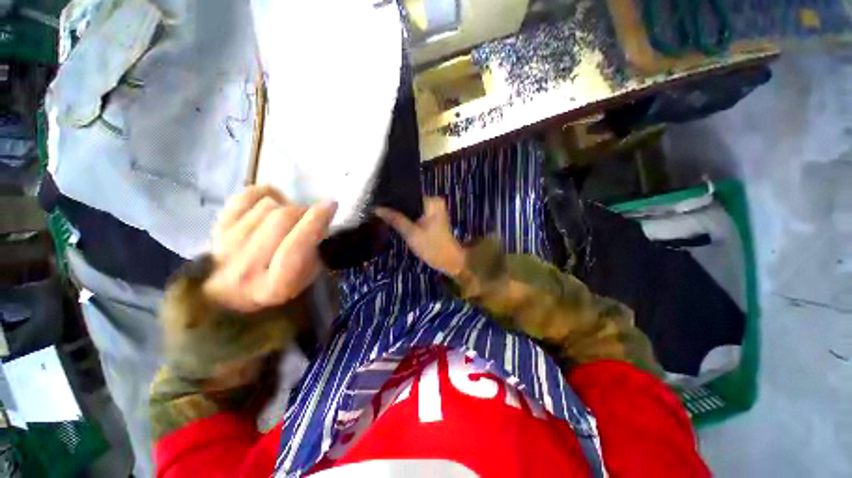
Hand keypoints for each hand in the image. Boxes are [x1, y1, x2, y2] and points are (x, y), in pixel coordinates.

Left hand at [205, 185, 336, 312]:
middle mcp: (245, 268)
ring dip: (286, 206)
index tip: (331, 205)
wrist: (231, 297)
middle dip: (304, 211)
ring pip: (266, 206)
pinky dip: (263, 194)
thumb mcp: (308, 280)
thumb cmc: (280, 288)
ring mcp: (225, 247)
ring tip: (291, 217)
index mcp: (273, 287)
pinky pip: (243, 197)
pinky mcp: (215, 230)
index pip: (296, 246)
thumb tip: (322, 218)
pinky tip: (272, 202)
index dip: (316, 221)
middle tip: (311, 215)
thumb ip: (316, 252)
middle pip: (281, 219)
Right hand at [376, 197, 464, 276]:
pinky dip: (407, 217)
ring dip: (401, 213)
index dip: (393, 199)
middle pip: (409, 200)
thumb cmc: (432, 247)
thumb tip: (377, 208)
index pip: (407, 194)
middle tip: (380, 212)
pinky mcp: (432, 216)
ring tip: (386, 216)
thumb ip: (395, 219)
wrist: (448, 260)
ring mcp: (434, 209)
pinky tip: (397, 221)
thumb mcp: (411, 233)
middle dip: (396, 207)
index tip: (378, 204)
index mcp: (432, 201)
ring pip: (411, 207)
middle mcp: (434, 201)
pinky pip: (415, 213)